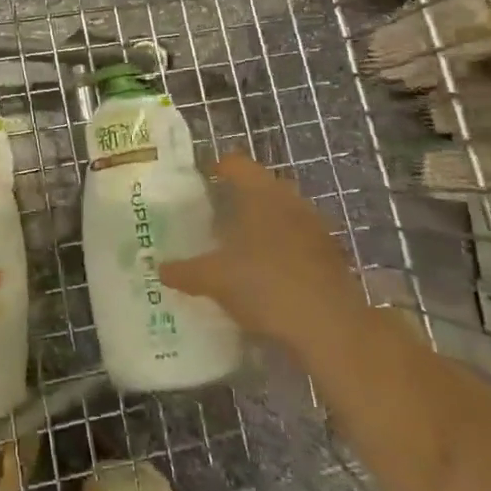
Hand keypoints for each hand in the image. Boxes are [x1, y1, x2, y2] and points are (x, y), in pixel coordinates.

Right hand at [159, 155, 353, 349]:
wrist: (330, 327)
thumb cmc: (265, 285)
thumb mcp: (215, 279)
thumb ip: (185, 271)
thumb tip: (160, 268)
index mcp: (260, 193)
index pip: (236, 163)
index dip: (217, 167)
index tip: (201, 180)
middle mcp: (289, 199)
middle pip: (261, 185)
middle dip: (239, 197)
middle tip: (214, 214)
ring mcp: (314, 226)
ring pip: (282, 212)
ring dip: (263, 223)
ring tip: (239, 245)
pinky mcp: (330, 254)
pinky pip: (298, 239)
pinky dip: (281, 247)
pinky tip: (267, 272)